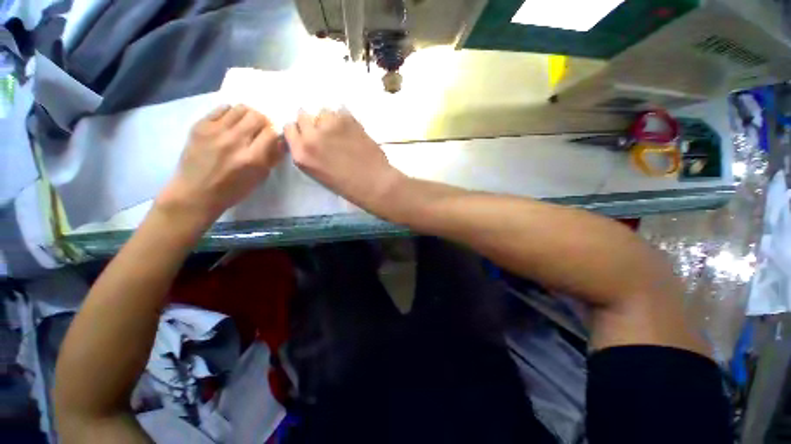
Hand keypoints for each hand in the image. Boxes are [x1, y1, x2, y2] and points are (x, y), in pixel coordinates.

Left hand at [157, 105, 284, 224]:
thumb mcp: (259, 178)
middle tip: (259, 130)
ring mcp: (215, 131)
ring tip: (245, 125)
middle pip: (257, 117)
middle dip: (263, 122)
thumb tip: (280, 141)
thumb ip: (272, 158)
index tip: (272, 138)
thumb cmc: (233, 190)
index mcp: (252, 158)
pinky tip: (229, 123)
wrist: (195, 192)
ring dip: (248, 115)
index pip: (271, 133)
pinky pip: (221, 108)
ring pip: (240, 109)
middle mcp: (234, 141)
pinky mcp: (200, 126)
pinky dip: (230, 113)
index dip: (275, 133)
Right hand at [284, 109, 403, 208]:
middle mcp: (311, 137)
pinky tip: (353, 131)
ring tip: (343, 133)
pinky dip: (345, 119)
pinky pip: (341, 111)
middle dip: (313, 123)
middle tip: (328, 134)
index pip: (289, 128)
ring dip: (330, 120)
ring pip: (323, 111)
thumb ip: (309, 153)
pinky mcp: (347, 120)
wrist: (374, 183)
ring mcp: (329, 126)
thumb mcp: (319, 173)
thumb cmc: (349, 186)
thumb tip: (310, 136)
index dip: (301, 131)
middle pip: (303, 115)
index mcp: (301, 154)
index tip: (310, 135)